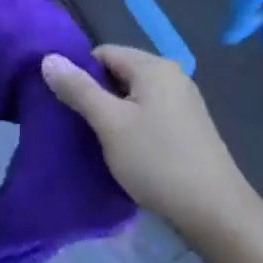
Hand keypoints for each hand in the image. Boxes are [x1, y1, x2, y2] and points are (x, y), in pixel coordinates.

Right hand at [40, 45, 249, 234]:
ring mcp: (184, 102)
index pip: (104, 53)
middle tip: (77, 126)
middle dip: (96, 95)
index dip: (80, 74)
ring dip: (114, 114)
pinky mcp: (189, 127)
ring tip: (98, 142)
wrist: (214, 209)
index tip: (65, 104)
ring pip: (135, 97)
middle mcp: (172, 76)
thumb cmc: (157, 160)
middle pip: (120, 73)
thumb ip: (79, 90)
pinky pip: (151, 114)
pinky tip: (126, 152)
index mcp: (154, 67)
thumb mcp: (110, 124)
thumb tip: (49, 58)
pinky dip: (133, 126)